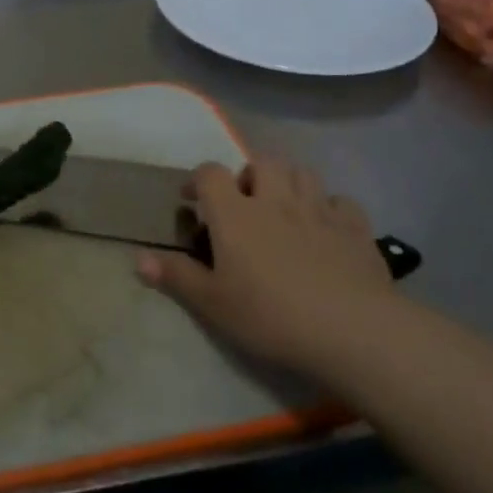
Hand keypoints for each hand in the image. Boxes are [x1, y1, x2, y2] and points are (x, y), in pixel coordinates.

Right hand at [137, 157, 389, 368]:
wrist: (351, 330)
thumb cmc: (270, 315)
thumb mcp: (212, 303)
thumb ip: (176, 276)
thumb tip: (138, 258)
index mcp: (235, 213)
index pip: (210, 173)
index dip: (197, 180)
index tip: (191, 200)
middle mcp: (275, 200)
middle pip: (261, 162)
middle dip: (248, 174)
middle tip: (243, 201)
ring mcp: (319, 210)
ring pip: (302, 173)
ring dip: (288, 182)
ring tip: (283, 207)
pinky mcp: (355, 227)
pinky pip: (341, 201)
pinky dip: (329, 207)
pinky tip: (326, 227)